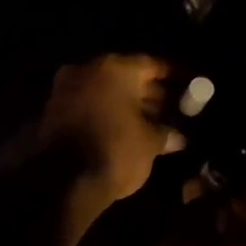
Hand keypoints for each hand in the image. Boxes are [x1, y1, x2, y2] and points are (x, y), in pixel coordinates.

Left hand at [38, 54, 186, 211]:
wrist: (63, 181)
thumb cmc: (115, 151)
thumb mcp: (150, 142)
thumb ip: (166, 133)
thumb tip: (178, 137)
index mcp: (114, 68)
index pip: (151, 64)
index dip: (174, 75)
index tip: (190, 84)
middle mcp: (87, 70)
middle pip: (126, 76)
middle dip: (151, 92)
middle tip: (175, 107)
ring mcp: (66, 89)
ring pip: (106, 91)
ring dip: (129, 104)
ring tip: (156, 122)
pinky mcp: (54, 111)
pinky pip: (90, 105)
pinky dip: (108, 113)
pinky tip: (128, 129)